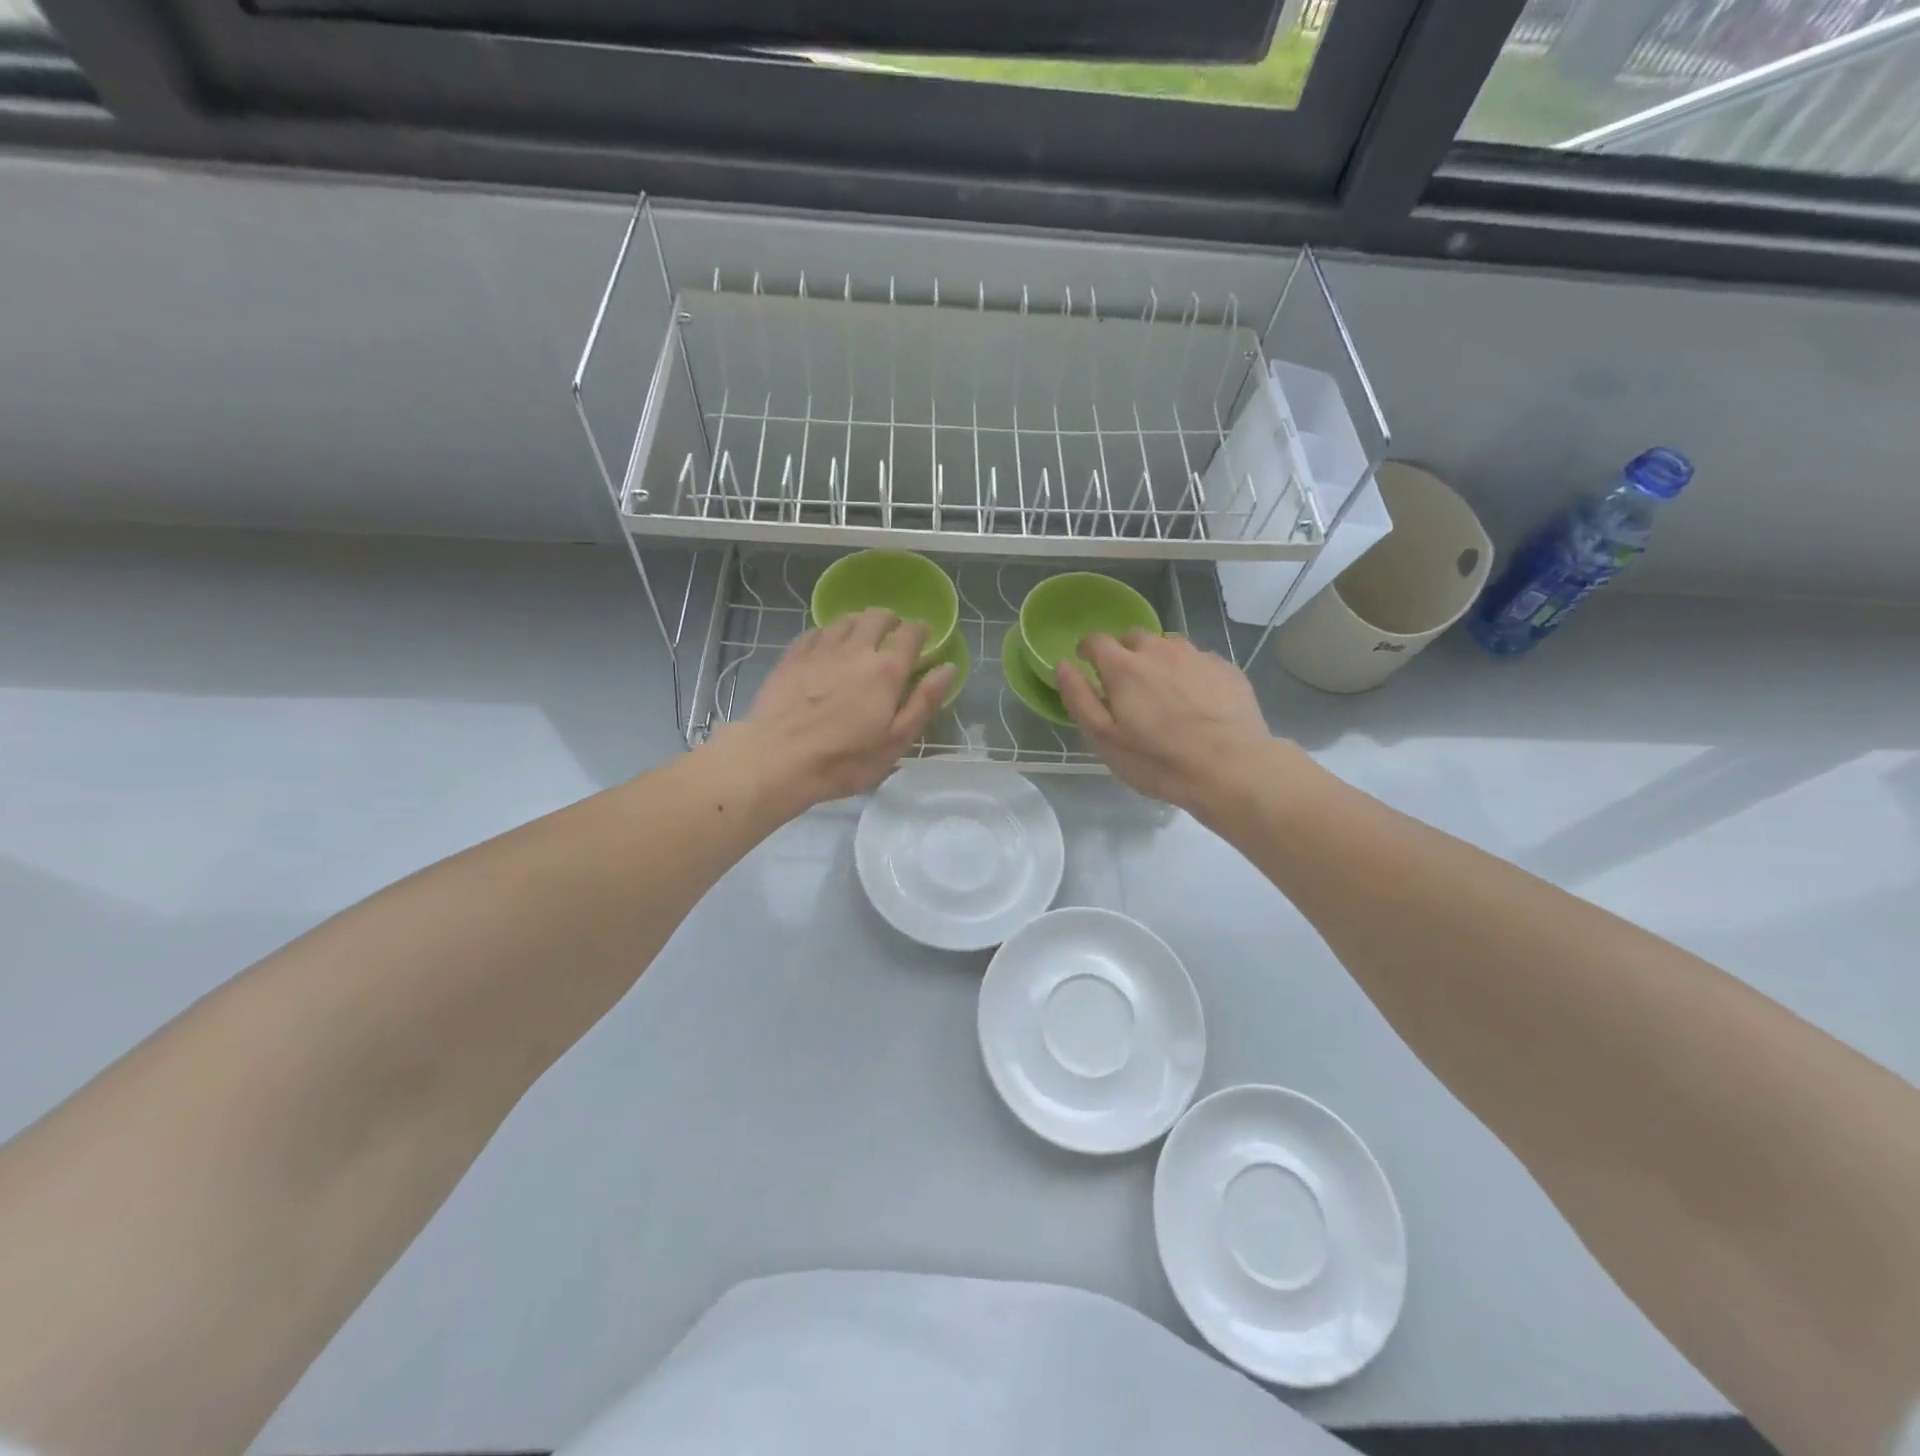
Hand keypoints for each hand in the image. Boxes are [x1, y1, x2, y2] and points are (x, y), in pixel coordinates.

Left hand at [719, 608, 953, 810]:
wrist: (777, 759)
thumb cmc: (844, 760)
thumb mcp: (895, 741)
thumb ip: (924, 702)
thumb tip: (947, 668)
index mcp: (887, 670)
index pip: (911, 633)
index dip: (921, 631)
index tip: (924, 638)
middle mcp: (856, 649)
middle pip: (877, 617)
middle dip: (890, 621)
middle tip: (893, 636)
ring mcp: (821, 650)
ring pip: (845, 620)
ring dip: (859, 624)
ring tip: (861, 638)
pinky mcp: (792, 656)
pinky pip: (815, 631)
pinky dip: (828, 633)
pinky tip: (827, 647)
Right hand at [1054, 631, 1275, 812]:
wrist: (1231, 768)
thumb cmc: (1158, 760)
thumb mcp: (1105, 738)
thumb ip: (1079, 698)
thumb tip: (1063, 664)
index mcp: (1124, 666)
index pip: (1095, 641)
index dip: (1088, 652)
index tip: (1089, 668)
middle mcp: (1159, 649)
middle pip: (1134, 638)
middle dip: (1125, 655)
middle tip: (1129, 688)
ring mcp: (1197, 656)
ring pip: (1169, 647)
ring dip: (1159, 662)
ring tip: (1165, 695)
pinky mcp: (1226, 668)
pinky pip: (1199, 661)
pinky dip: (1190, 674)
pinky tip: (1198, 703)